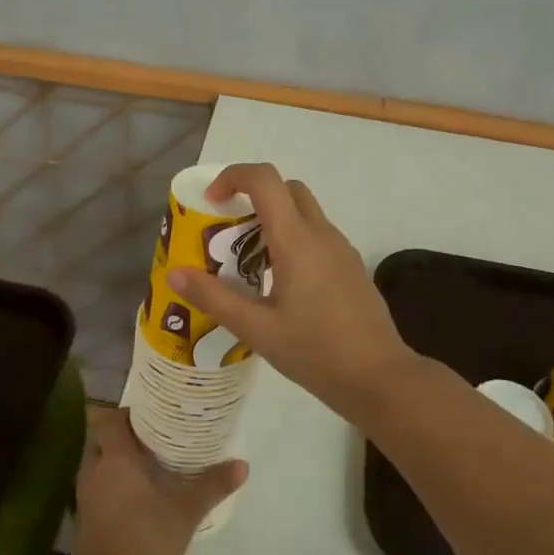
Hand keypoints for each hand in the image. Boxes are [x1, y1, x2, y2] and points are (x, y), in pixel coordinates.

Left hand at [69, 407, 246, 554]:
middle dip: (127, 434)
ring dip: (121, 458)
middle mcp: (96, 468)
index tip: (152, 411)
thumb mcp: (186, 511)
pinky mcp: (87, 515)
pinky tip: (141, 492)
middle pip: (104, 437)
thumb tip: (242, 465)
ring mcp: (87, 493)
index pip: (108, 418)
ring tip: (153, 460)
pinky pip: (101, 483)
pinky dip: (116, 481)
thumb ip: (212, 485)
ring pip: (102, 461)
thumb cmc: (145, 539)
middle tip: (158, 434)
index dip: (127, 411)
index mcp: (115, 457)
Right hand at [169, 163, 419, 419]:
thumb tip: (174, 273)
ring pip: (304, 212)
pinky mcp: (351, 267)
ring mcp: (341, 249)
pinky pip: (317, 236)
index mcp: (297, 241)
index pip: (265, 180)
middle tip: (228, 232)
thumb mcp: (256, 329)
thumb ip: (214, 298)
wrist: (379, 377)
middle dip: (253, 197)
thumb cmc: (315, 352)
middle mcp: (322, 234)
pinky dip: (292, 240)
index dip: (233, 177)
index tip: (211, 202)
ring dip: (273, 221)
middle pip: (287, 189)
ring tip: (247, 265)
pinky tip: (279, 284)